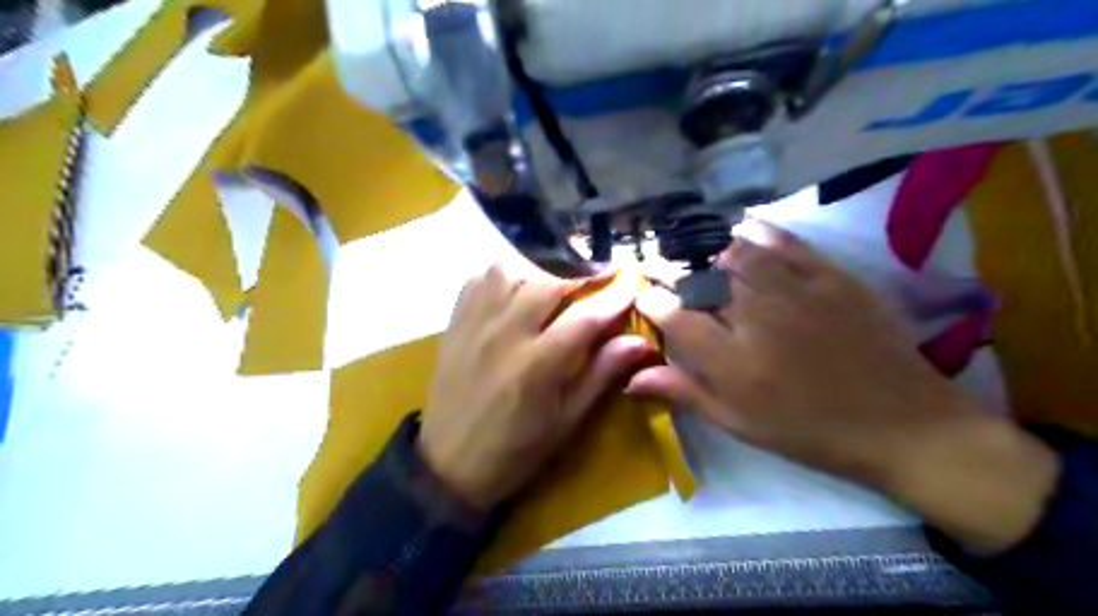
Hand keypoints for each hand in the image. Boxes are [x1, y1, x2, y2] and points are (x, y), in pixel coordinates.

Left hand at [416, 265, 644, 510]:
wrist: (449, 464)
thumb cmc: (516, 449)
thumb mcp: (566, 421)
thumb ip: (600, 374)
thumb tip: (638, 341)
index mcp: (536, 366)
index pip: (584, 317)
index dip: (613, 297)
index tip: (631, 283)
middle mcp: (504, 335)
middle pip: (547, 282)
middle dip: (578, 278)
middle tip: (593, 285)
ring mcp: (475, 324)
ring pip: (508, 270)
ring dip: (538, 271)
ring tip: (552, 287)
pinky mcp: (455, 323)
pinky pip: (478, 279)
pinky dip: (502, 276)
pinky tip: (515, 290)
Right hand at [630, 216, 1057, 553]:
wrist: (901, 424)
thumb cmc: (809, 431)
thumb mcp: (740, 423)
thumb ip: (685, 393)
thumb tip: (632, 378)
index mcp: (731, 361)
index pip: (674, 317)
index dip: (651, 300)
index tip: (643, 294)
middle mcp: (756, 317)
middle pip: (701, 280)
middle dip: (672, 271)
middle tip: (660, 268)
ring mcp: (796, 292)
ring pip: (737, 255)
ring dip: (709, 251)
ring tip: (698, 255)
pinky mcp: (831, 277)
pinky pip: (785, 243)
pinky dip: (758, 232)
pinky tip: (743, 230)